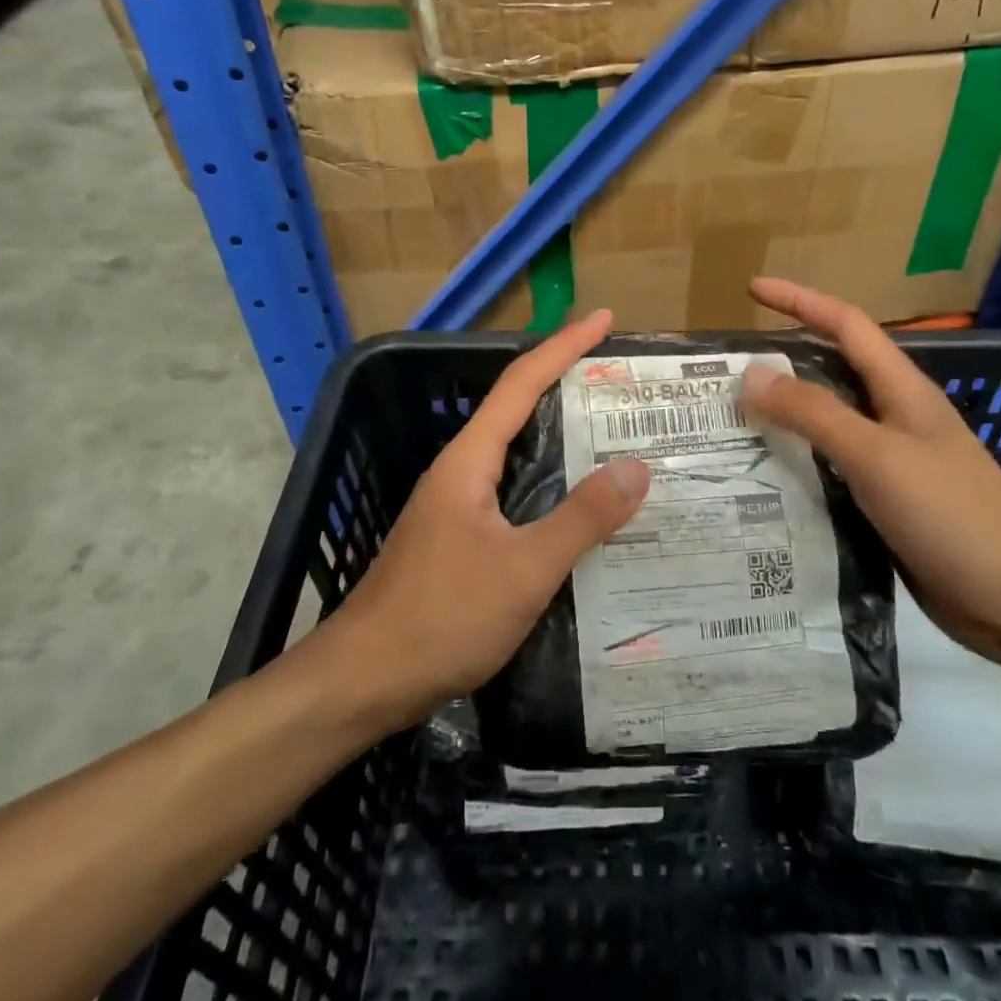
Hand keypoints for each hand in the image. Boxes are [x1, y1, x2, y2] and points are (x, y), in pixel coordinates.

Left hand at [326, 309, 650, 727]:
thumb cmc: (442, 617)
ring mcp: (457, 506)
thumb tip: (636, 468)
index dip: (564, 346)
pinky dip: (552, 485)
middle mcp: (461, 471)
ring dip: (562, 438)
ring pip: (518, 455)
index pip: (522, 383)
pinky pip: (515, 493)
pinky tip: (581, 510)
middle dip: (567, 385)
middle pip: (519, 410)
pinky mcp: (460, 539)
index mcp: (470, 460)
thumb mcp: (524, 569)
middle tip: (623, 383)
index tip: (603, 320)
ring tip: (616, 439)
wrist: (364, 680)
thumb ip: (581, 518)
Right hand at [741, 278, 1000, 665]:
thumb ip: (814, 412)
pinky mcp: (887, 501)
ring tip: (731, 420)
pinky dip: (796, 461)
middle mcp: (895, 416)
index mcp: (901, 389)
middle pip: (832, 369)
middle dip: (782, 359)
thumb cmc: (951, 514)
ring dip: (784, 414)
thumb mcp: (876, 455)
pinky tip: (763, 477)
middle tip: (726, 369)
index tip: (752, 290)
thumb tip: (751, 372)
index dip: (799, 300)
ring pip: (828, 421)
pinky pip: (831, 466)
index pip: (845, 324)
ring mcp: (892, 460)